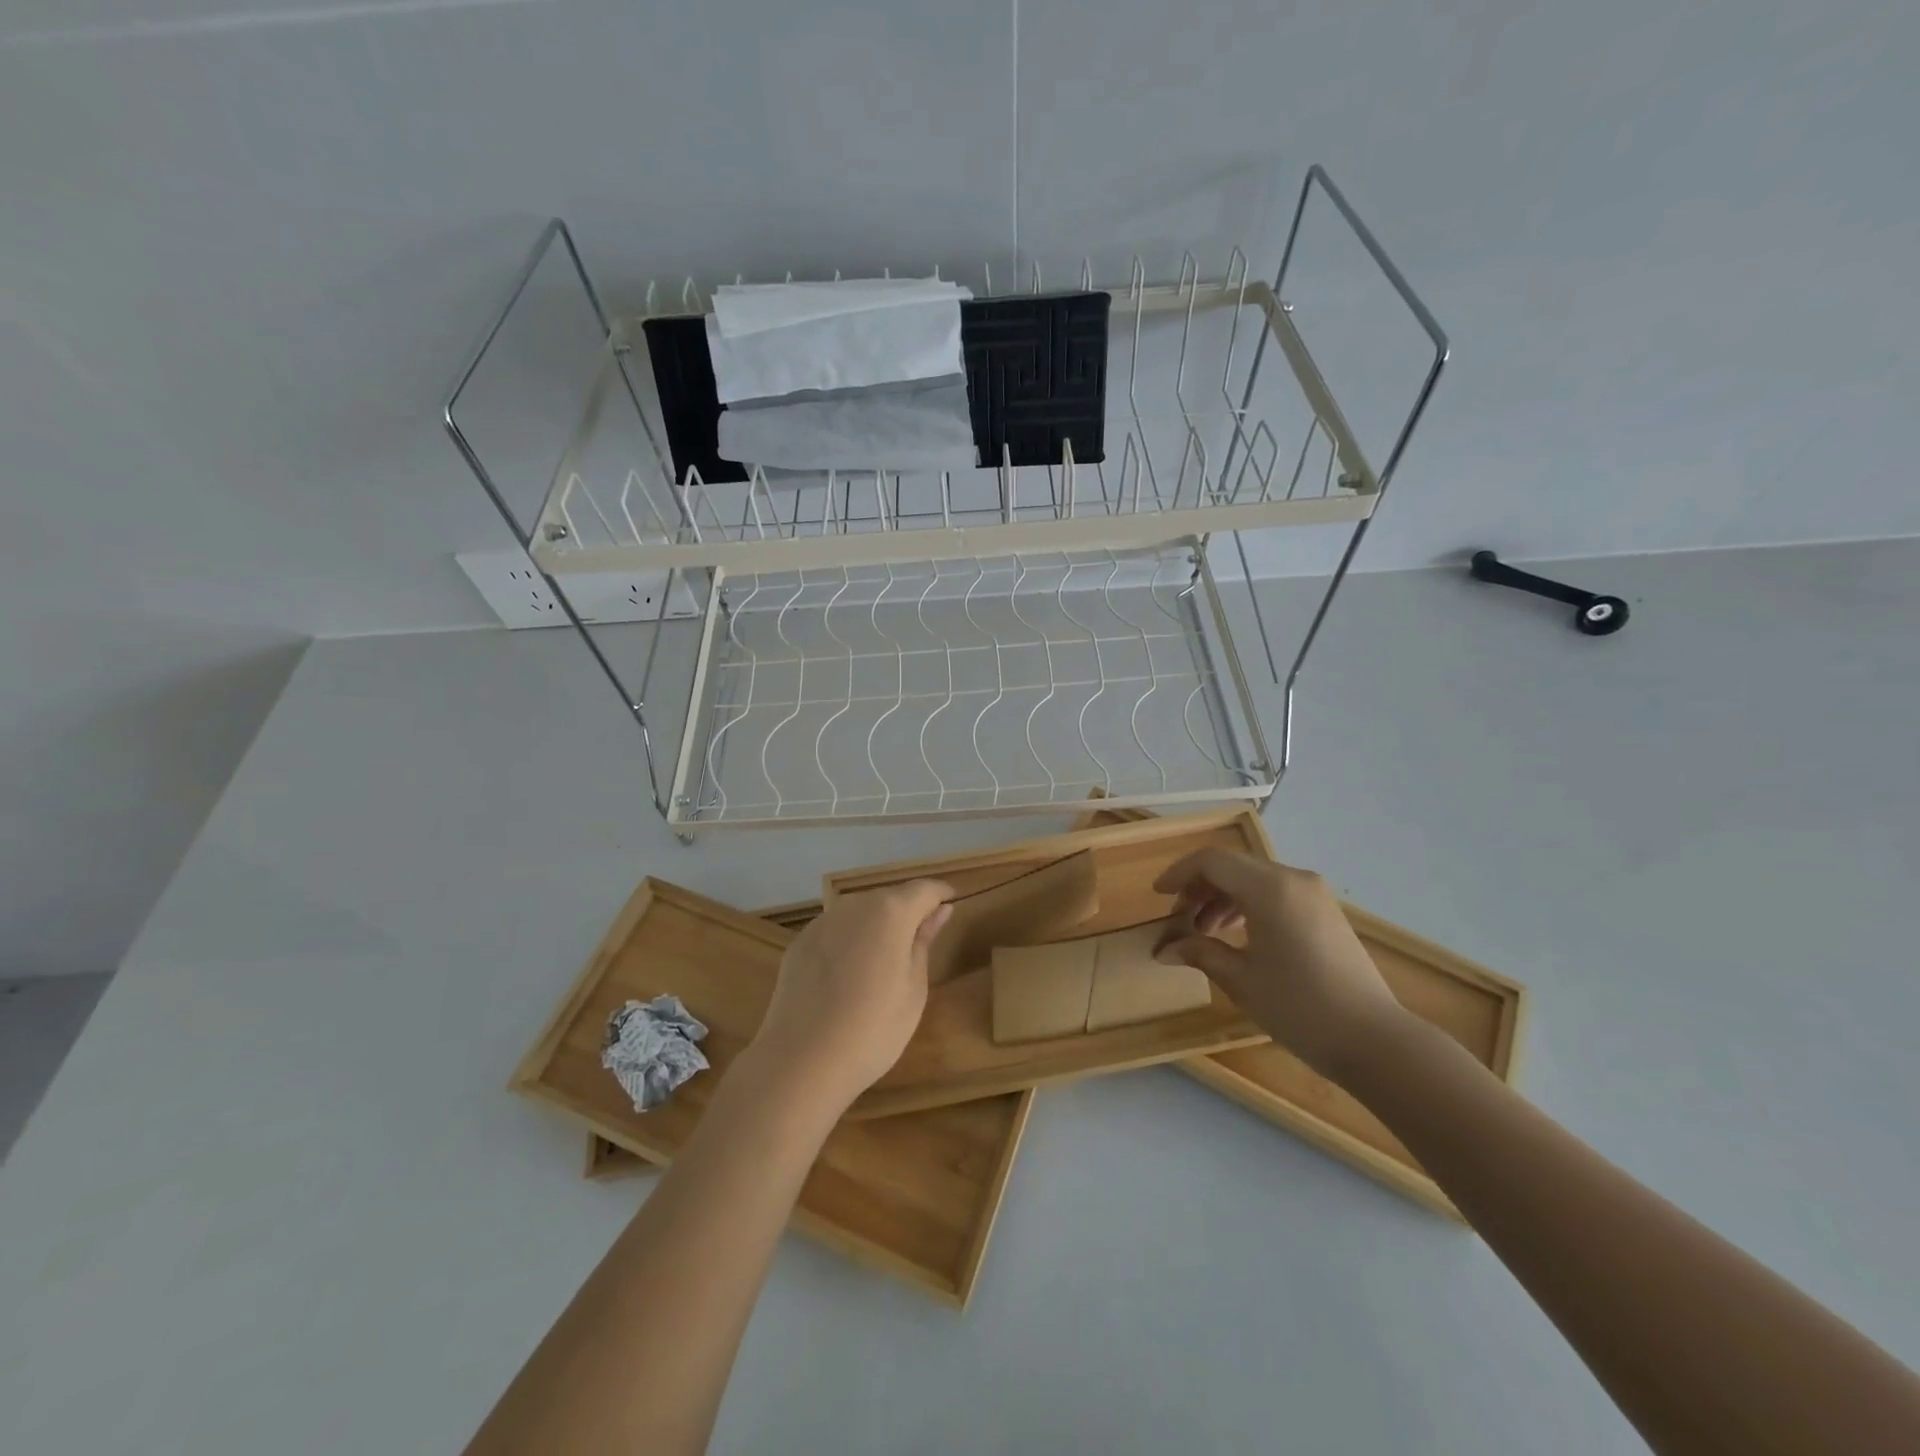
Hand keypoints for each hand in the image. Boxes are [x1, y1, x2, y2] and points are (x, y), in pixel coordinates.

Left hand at [750, 880, 953, 1112]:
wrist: (801, 1061)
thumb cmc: (873, 1029)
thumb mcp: (914, 989)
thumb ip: (924, 942)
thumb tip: (940, 910)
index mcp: (890, 912)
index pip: (924, 888)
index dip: (941, 895)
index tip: (952, 906)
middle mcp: (855, 905)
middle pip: (890, 898)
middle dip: (907, 913)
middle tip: (919, 946)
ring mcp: (822, 922)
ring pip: (860, 914)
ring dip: (876, 928)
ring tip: (882, 966)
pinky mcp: (800, 943)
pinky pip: (835, 933)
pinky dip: (848, 943)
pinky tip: (847, 978)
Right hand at [1153, 849, 1406, 1080]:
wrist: (1375, 1040)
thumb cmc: (1300, 1008)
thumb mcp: (1241, 980)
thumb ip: (1200, 953)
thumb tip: (1164, 950)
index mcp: (1269, 889)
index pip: (1212, 861)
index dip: (1179, 874)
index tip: (1158, 896)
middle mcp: (1293, 879)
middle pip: (1233, 866)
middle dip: (1200, 887)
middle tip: (1179, 920)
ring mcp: (1313, 893)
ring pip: (1254, 878)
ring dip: (1223, 896)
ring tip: (1204, 931)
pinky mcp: (1325, 910)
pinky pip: (1275, 892)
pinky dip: (1248, 904)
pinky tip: (1237, 935)